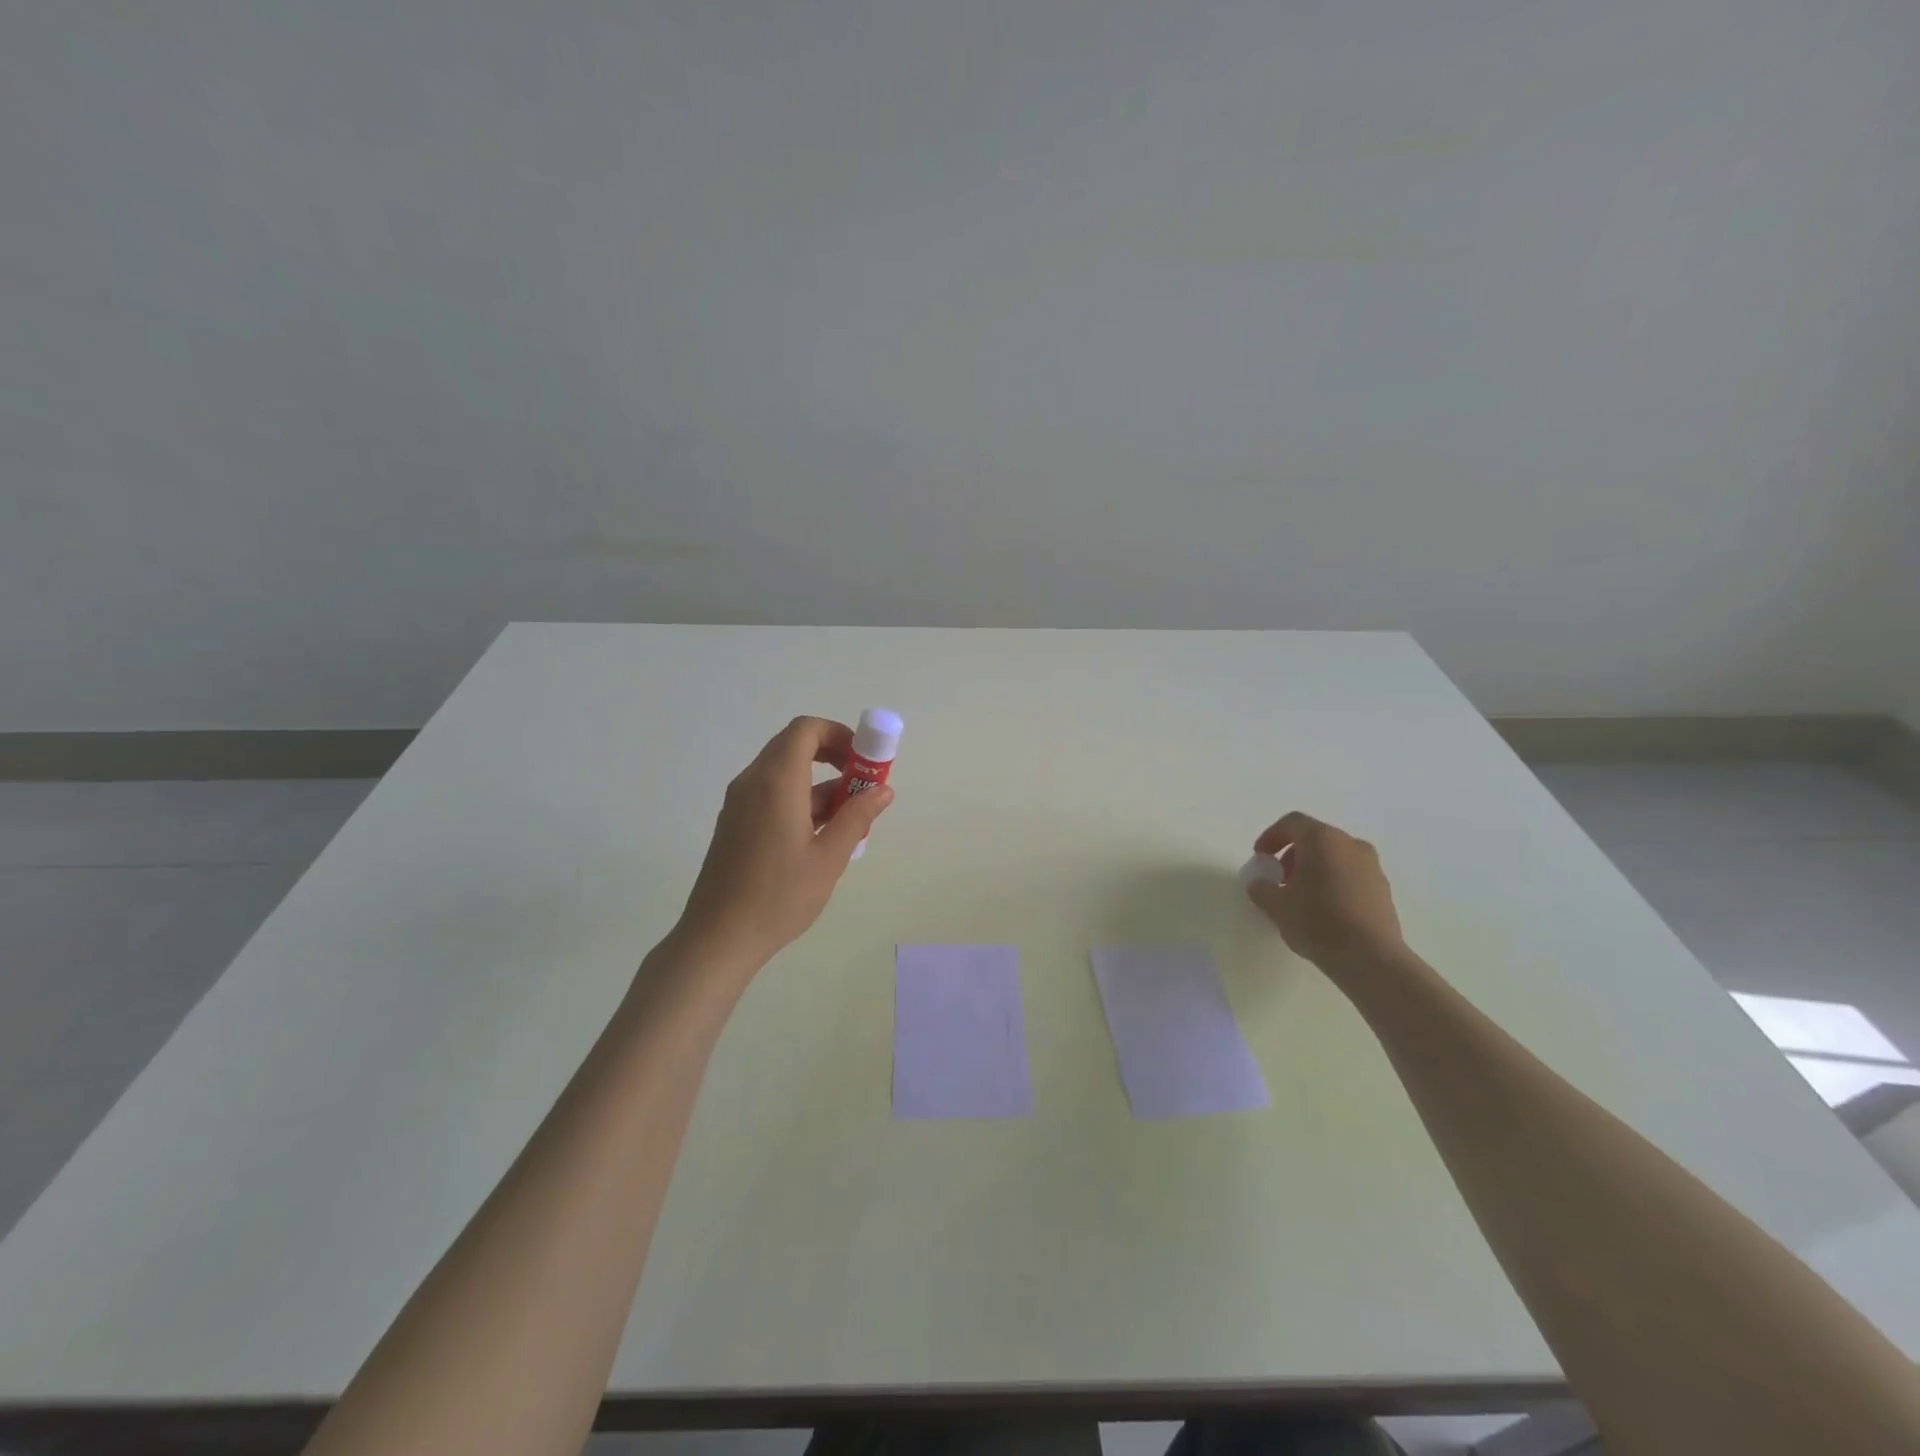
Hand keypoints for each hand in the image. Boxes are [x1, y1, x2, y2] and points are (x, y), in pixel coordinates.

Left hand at [676, 716, 893, 967]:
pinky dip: (800, 800)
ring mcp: (739, 803)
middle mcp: (752, 782)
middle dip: (833, 757)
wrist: (718, 937)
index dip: (839, 734)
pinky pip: (771, 794)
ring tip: (849, 819)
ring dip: (819, 783)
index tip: (864, 759)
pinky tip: (820, 836)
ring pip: (784, 773)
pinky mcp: (735, 823)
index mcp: (776, 782)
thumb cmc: (779, 896)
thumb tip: (883, 790)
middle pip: (794, 746)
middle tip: (862, 784)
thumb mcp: (829, 858)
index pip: (806, 730)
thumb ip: (857, 817)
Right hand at [1244, 812, 1403, 970]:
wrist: (1371, 958)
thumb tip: (1260, 884)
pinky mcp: (1384, 889)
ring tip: (1301, 897)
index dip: (1271, 837)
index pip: (1292, 823)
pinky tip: (1324, 910)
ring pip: (1335, 857)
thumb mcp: (1276, 906)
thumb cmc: (1317, 921)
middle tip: (1279, 879)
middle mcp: (1350, 844)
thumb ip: (1261, 889)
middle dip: (1293, 855)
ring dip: (1314, 869)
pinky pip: (1351, 875)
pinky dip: (1334, 882)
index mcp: (1322, 839)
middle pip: (1315, 838)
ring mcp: (1372, 866)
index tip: (1260, 858)